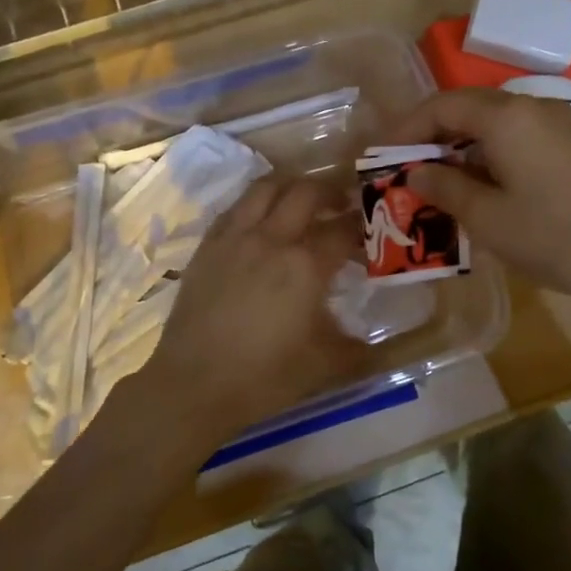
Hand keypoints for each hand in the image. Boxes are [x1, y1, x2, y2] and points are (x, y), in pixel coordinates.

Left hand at [125, 177, 360, 454]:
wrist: (194, 384)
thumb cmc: (265, 377)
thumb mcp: (325, 366)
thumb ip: (357, 349)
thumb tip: (375, 344)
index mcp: (306, 265)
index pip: (344, 229)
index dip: (362, 225)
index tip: (371, 229)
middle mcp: (272, 239)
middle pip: (307, 191)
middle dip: (331, 191)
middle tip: (341, 203)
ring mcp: (236, 237)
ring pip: (266, 186)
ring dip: (291, 185)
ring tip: (301, 199)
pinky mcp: (208, 245)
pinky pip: (235, 207)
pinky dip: (256, 202)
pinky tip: (261, 219)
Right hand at [386, 88, 570, 307]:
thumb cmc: (554, 236)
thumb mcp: (487, 218)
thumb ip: (444, 188)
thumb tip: (415, 173)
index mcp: (506, 116)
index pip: (441, 106)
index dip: (406, 128)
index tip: (381, 155)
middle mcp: (531, 107)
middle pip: (467, 107)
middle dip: (431, 134)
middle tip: (405, 166)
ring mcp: (557, 123)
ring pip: (493, 121)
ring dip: (459, 144)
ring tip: (436, 178)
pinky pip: (516, 135)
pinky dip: (488, 151)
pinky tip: (480, 183)